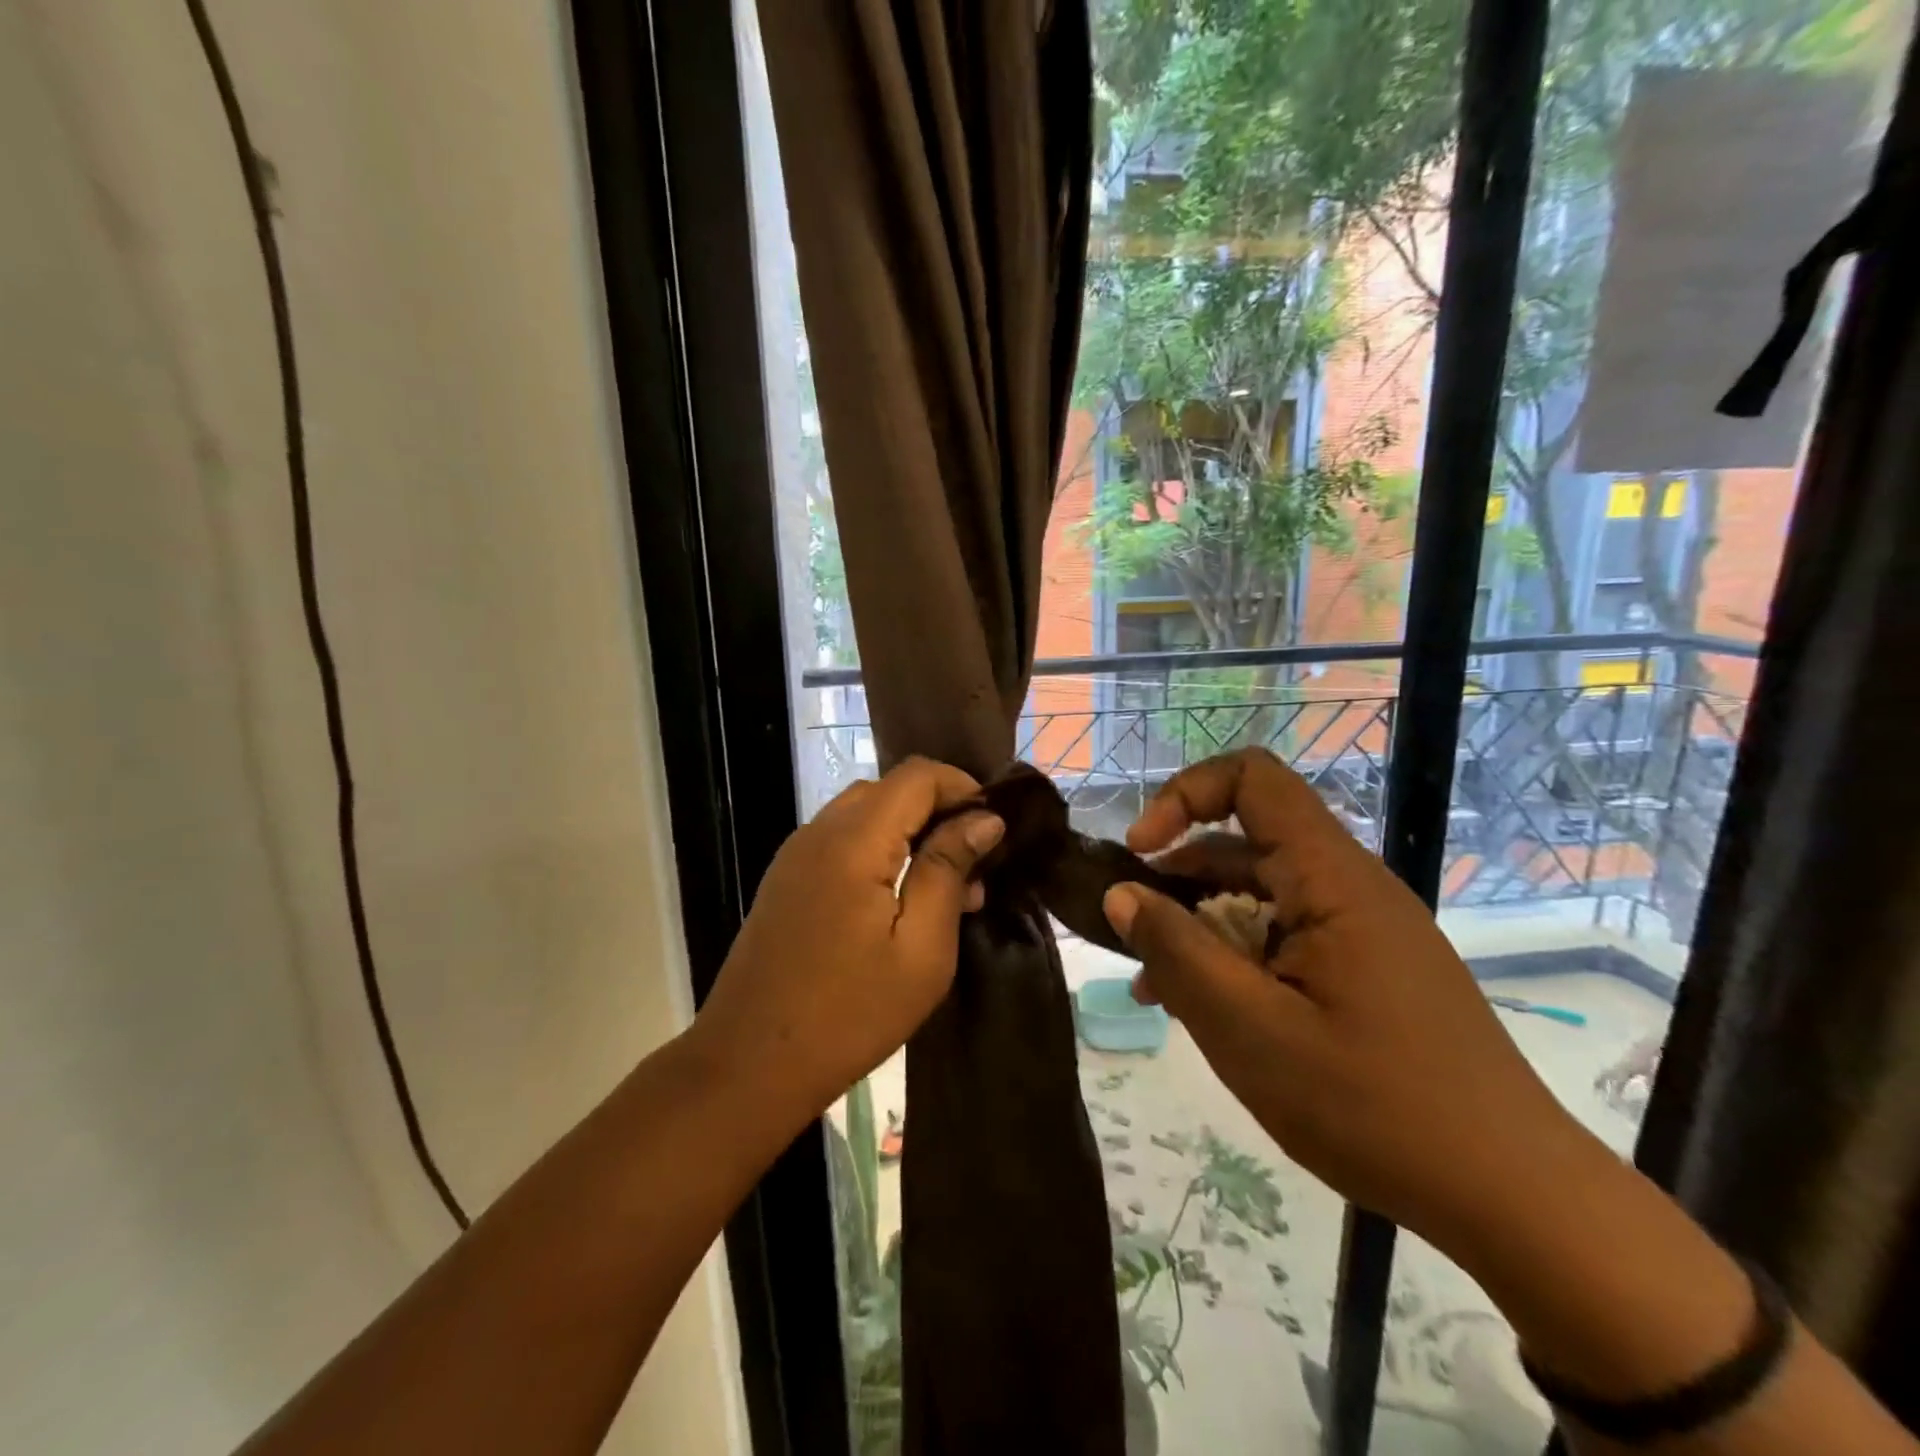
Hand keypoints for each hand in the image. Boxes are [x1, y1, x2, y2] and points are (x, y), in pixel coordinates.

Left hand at [692, 758, 1003, 1120]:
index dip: (962, 787)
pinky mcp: (787, 880)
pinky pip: (842, 841)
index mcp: (854, 840)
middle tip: (975, 866)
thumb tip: (983, 818)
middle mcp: (820, 831)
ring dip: (911, 833)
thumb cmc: (849, 1014)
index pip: (917, 775)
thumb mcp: (921, 949)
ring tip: (947, 891)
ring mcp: (796, 854)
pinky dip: (880, 851)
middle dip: (940, 812)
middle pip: (890, 789)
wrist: (749, 1065)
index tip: (995, 827)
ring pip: (866, 814)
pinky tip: (900, 902)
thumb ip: (948, 870)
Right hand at [1103, 748, 1586, 1250]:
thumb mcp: (1249, 1030)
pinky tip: (1204, 1009)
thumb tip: (1120, 894)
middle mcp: (1347, 887)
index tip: (1140, 853)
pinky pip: (1283, 935)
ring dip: (1200, 925)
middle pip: (1245, 842)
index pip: (1252, 779)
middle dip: (1178, 878)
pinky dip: (1235, 956)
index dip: (1184, 796)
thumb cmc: (1374, 1106)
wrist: (1511, 1197)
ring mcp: (1359, 928)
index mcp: (1331, 879)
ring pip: (1258, 894)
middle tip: (1133, 939)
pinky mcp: (1364, 967)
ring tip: (1156, 987)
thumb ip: (1176, 952)